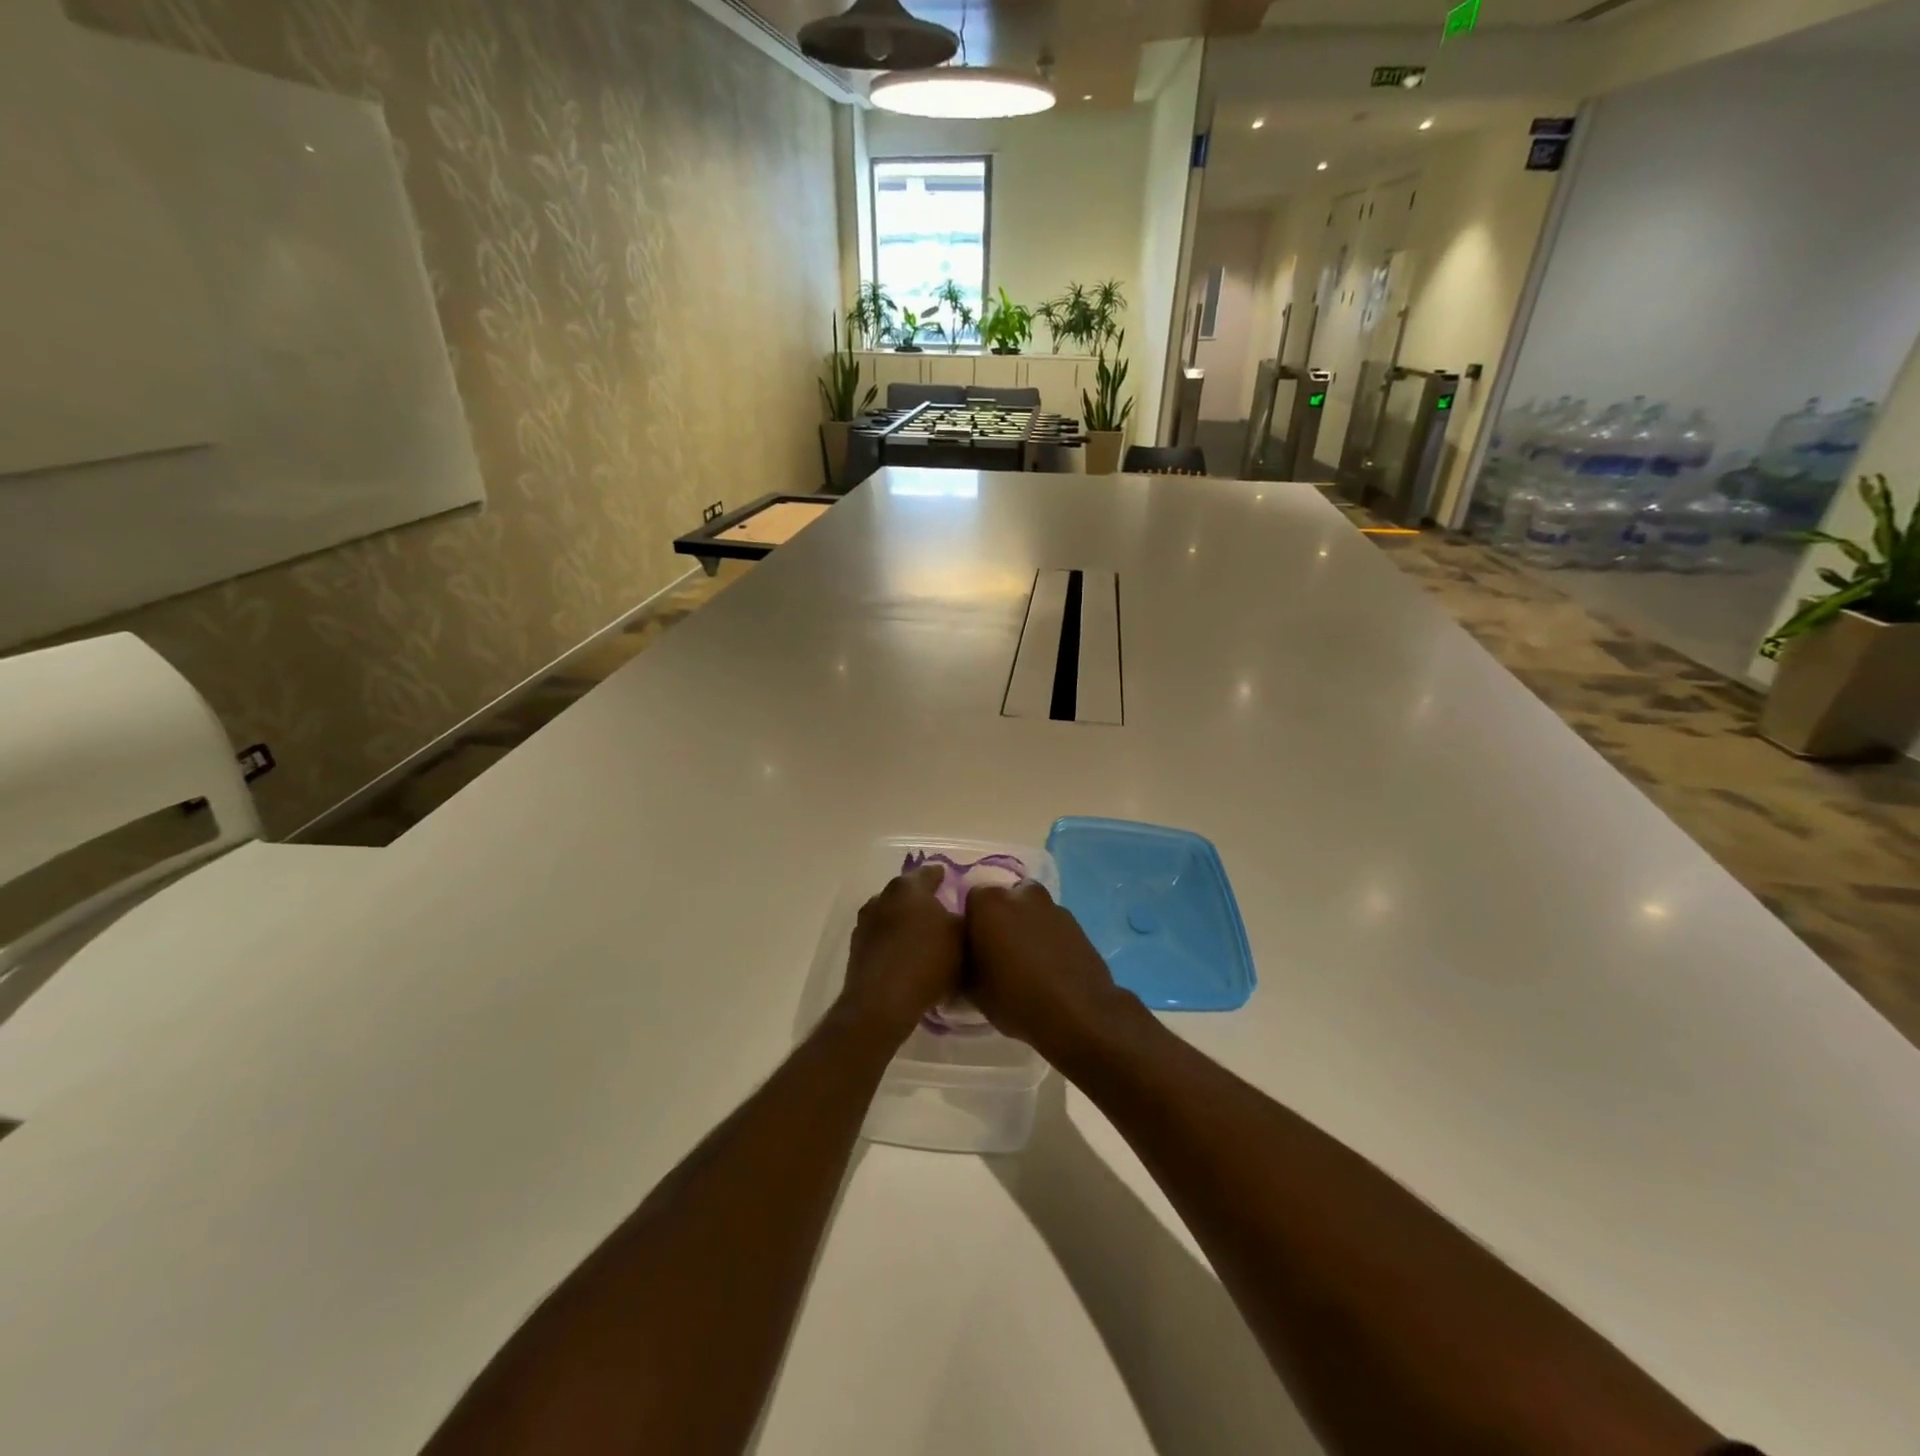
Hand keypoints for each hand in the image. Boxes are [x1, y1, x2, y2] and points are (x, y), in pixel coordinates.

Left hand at [836, 864, 964, 1043]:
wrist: (882, 1003)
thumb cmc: (928, 962)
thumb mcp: (962, 938)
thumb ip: (965, 918)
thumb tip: (961, 913)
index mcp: (908, 888)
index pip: (928, 873)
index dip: (942, 876)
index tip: (951, 880)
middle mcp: (882, 898)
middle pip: (906, 893)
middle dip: (922, 900)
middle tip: (941, 911)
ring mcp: (865, 924)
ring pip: (891, 915)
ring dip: (905, 922)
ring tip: (923, 937)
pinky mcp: (856, 950)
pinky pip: (882, 939)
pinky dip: (894, 943)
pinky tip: (907, 957)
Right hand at [964, 881, 1136, 1063]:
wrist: (1078, 1014)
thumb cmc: (1016, 998)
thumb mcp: (972, 990)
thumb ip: (963, 964)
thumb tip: (964, 959)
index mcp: (989, 903)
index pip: (971, 902)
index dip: (972, 926)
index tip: (974, 950)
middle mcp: (1021, 894)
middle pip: (1003, 902)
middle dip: (1000, 921)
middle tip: (998, 954)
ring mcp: (1052, 906)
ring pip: (1030, 912)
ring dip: (1025, 928)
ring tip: (1026, 964)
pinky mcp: (1076, 922)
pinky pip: (1051, 926)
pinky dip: (1047, 939)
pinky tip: (1049, 968)